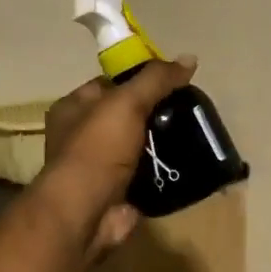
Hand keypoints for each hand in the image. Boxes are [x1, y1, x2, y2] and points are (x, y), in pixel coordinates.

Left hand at [36, 58, 196, 257]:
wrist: (87, 212)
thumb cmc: (97, 150)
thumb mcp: (126, 104)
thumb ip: (156, 80)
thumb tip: (189, 59)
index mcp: (73, 109)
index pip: (109, 85)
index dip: (140, 80)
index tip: (173, 81)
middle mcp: (83, 137)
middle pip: (127, 117)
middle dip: (157, 114)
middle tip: (190, 111)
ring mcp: (102, 168)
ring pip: (140, 148)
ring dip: (164, 145)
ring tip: (197, 136)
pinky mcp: (120, 193)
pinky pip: (149, 176)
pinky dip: (166, 172)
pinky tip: (190, 165)